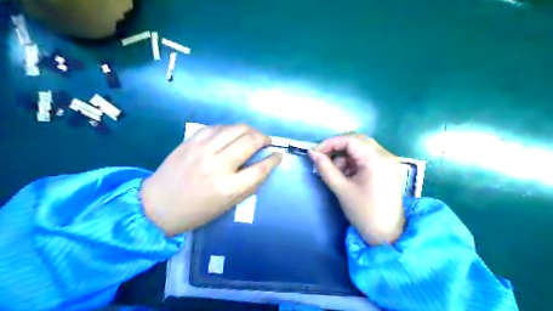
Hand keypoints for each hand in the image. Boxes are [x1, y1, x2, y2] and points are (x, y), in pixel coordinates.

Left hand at [141, 125, 281, 236]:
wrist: (157, 206)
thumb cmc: (195, 212)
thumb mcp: (227, 205)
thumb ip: (247, 185)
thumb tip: (263, 166)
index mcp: (228, 187)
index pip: (260, 168)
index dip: (273, 160)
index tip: (278, 155)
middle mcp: (217, 165)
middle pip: (250, 141)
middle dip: (264, 138)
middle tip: (267, 141)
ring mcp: (202, 150)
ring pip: (235, 129)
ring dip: (249, 130)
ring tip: (253, 134)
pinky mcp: (191, 142)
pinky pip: (217, 127)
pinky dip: (229, 128)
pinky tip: (232, 133)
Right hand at [309, 133, 404, 244]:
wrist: (386, 234)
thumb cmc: (363, 212)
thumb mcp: (341, 189)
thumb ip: (325, 168)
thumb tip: (311, 152)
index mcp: (376, 159)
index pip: (349, 140)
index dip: (329, 143)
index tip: (315, 153)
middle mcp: (386, 154)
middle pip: (357, 140)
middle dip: (337, 148)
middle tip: (323, 159)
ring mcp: (389, 160)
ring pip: (361, 147)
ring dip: (346, 156)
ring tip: (337, 173)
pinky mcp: (388, 167)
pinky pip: (367, 155)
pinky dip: (354, 161)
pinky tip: (349, 175)